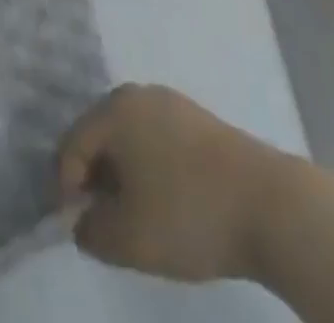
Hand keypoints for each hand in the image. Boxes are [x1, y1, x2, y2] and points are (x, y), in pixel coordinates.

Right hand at [57, 84, 281, 282]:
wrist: (269, 204)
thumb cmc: (187, 213)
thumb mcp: (127, 239)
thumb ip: (91, 231)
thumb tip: (83, 220)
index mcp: (114, 110)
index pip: (70, 146)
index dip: (65, 188)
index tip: (77, 227)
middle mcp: (138, 94)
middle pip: (99, 135)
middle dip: (94, 178)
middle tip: (102, 220)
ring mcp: (172, 103)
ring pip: (130, 137)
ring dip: (123, 174)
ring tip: (135, 215)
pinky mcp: (199, 120)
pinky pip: (157, 139)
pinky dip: (151, 167)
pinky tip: (166, 201)